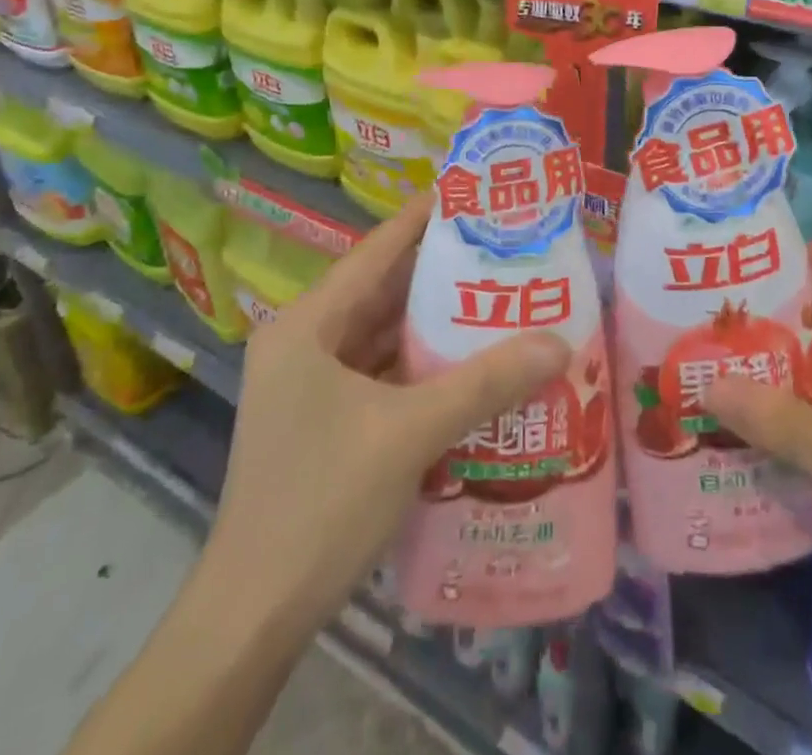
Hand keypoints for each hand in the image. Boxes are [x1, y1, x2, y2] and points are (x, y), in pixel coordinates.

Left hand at [203, 194, 570, 637]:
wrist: (253, 619)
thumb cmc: (321, 504)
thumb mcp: (410, 433)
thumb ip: (485, 383)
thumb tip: (559, 342)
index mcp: (307, 325)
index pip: (376, 251)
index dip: (423, 217)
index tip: (472, 191)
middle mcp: (303, 342)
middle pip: (381, 290)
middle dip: (440, 271)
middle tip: (503, 248)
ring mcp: (309, 384)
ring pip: (382, 335)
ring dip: (433, 323)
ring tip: (497, 297)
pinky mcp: (322, 420)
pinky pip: (380, 373)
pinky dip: (420, 365)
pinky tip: (468, 363)